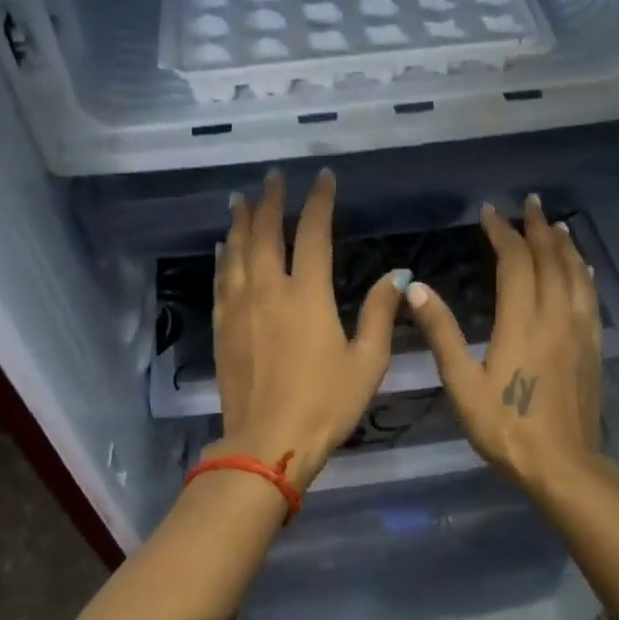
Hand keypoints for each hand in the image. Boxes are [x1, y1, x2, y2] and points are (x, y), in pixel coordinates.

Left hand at [210, 168, 408, 488]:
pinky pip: (221, 281)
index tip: (323, 178)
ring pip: (237, 252)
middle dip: (271, 200)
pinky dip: (224, 258)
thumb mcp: (367, 362)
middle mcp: (269, 291)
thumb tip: (397, 276)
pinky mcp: (222, 329)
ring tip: (242, 199)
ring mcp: (240, 308)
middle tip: (274, 177)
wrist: (268, 443)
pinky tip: (224, 248)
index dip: (319, 201)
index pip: (313, 234)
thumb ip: (380, 314)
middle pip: (267, 233)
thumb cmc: (326, 404)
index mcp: (308, 295)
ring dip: (241, 222)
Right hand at [404, 194, 604, 496]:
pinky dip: (583, 274)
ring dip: (564, 245)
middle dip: (537, 228)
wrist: (563, 465)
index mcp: (523, 322)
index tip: (489, 213)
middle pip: (550, 259)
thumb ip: (442, 333)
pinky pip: (590, 297)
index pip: (515, 263)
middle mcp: (555, 317)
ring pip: (575, 274)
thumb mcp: (463, 384)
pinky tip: (582, 269)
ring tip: (556, 225)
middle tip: (529, 202)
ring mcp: (579, 331)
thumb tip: (417, 288)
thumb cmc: (506, 428)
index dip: (502, 233)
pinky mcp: (593, 347)